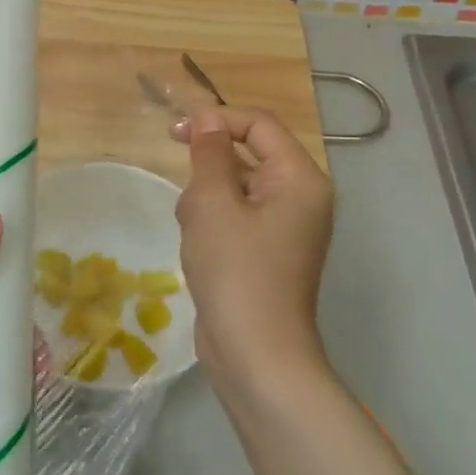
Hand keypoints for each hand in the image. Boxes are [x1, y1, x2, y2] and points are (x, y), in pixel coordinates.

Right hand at [171, 107, 335, 395]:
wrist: (256, 355)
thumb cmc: (236, 271)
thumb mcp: (213, 203)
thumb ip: (209, 153)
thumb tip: (208, 119)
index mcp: (300, 179)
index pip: (259, 125)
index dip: (217, 120)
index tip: (174, 134)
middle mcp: (301, 198)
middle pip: (246, 157)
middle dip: (208, 173)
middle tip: (191, 206)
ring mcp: (286, 228)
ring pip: (235, 189)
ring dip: (206, 202)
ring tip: (196, 236)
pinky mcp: (267, 252)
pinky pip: (236, 218)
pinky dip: (212, 225)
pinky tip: (199, 252)